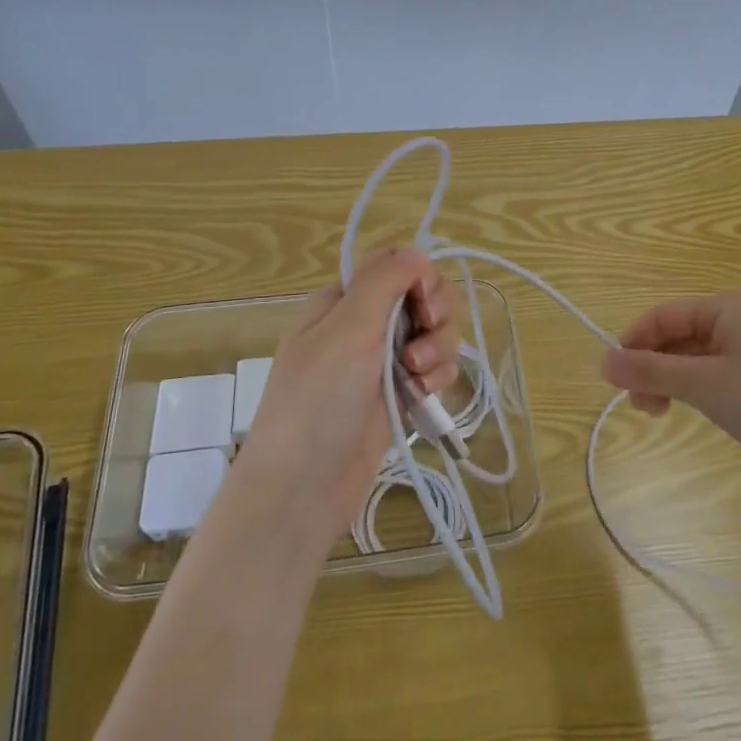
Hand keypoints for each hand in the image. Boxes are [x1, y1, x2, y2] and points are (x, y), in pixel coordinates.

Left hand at [236, 249, 461, 544]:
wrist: (302, 489)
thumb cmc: (316, 402)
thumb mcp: (346, 331)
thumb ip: (383, 283)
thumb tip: (417, 252)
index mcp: (343, 301)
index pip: (394, 264)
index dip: (419, 276)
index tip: (423, 301)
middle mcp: (364, 325)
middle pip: (422, 296)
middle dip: (435, 314)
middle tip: (423, 336)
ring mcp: (383, 363)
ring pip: (434, 333)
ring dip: (438, 349)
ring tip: (417, 377)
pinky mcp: (399, 396)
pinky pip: (434, 369)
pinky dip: (437, 377)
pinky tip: (422, 396)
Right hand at [600, 292, 740, 479]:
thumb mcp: (702, 386)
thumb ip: (650, 372)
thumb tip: (602, 362)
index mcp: (728, 307)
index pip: (664, 315)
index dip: (633, 342)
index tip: (612, 377)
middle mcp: (740, 317)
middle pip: (677, 334)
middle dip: (651, 366)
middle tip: (637, 404)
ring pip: (692, 354)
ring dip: (668, 379)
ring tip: (657, 412)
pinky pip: (712, 368)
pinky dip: (692, 386)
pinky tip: (686, 407)